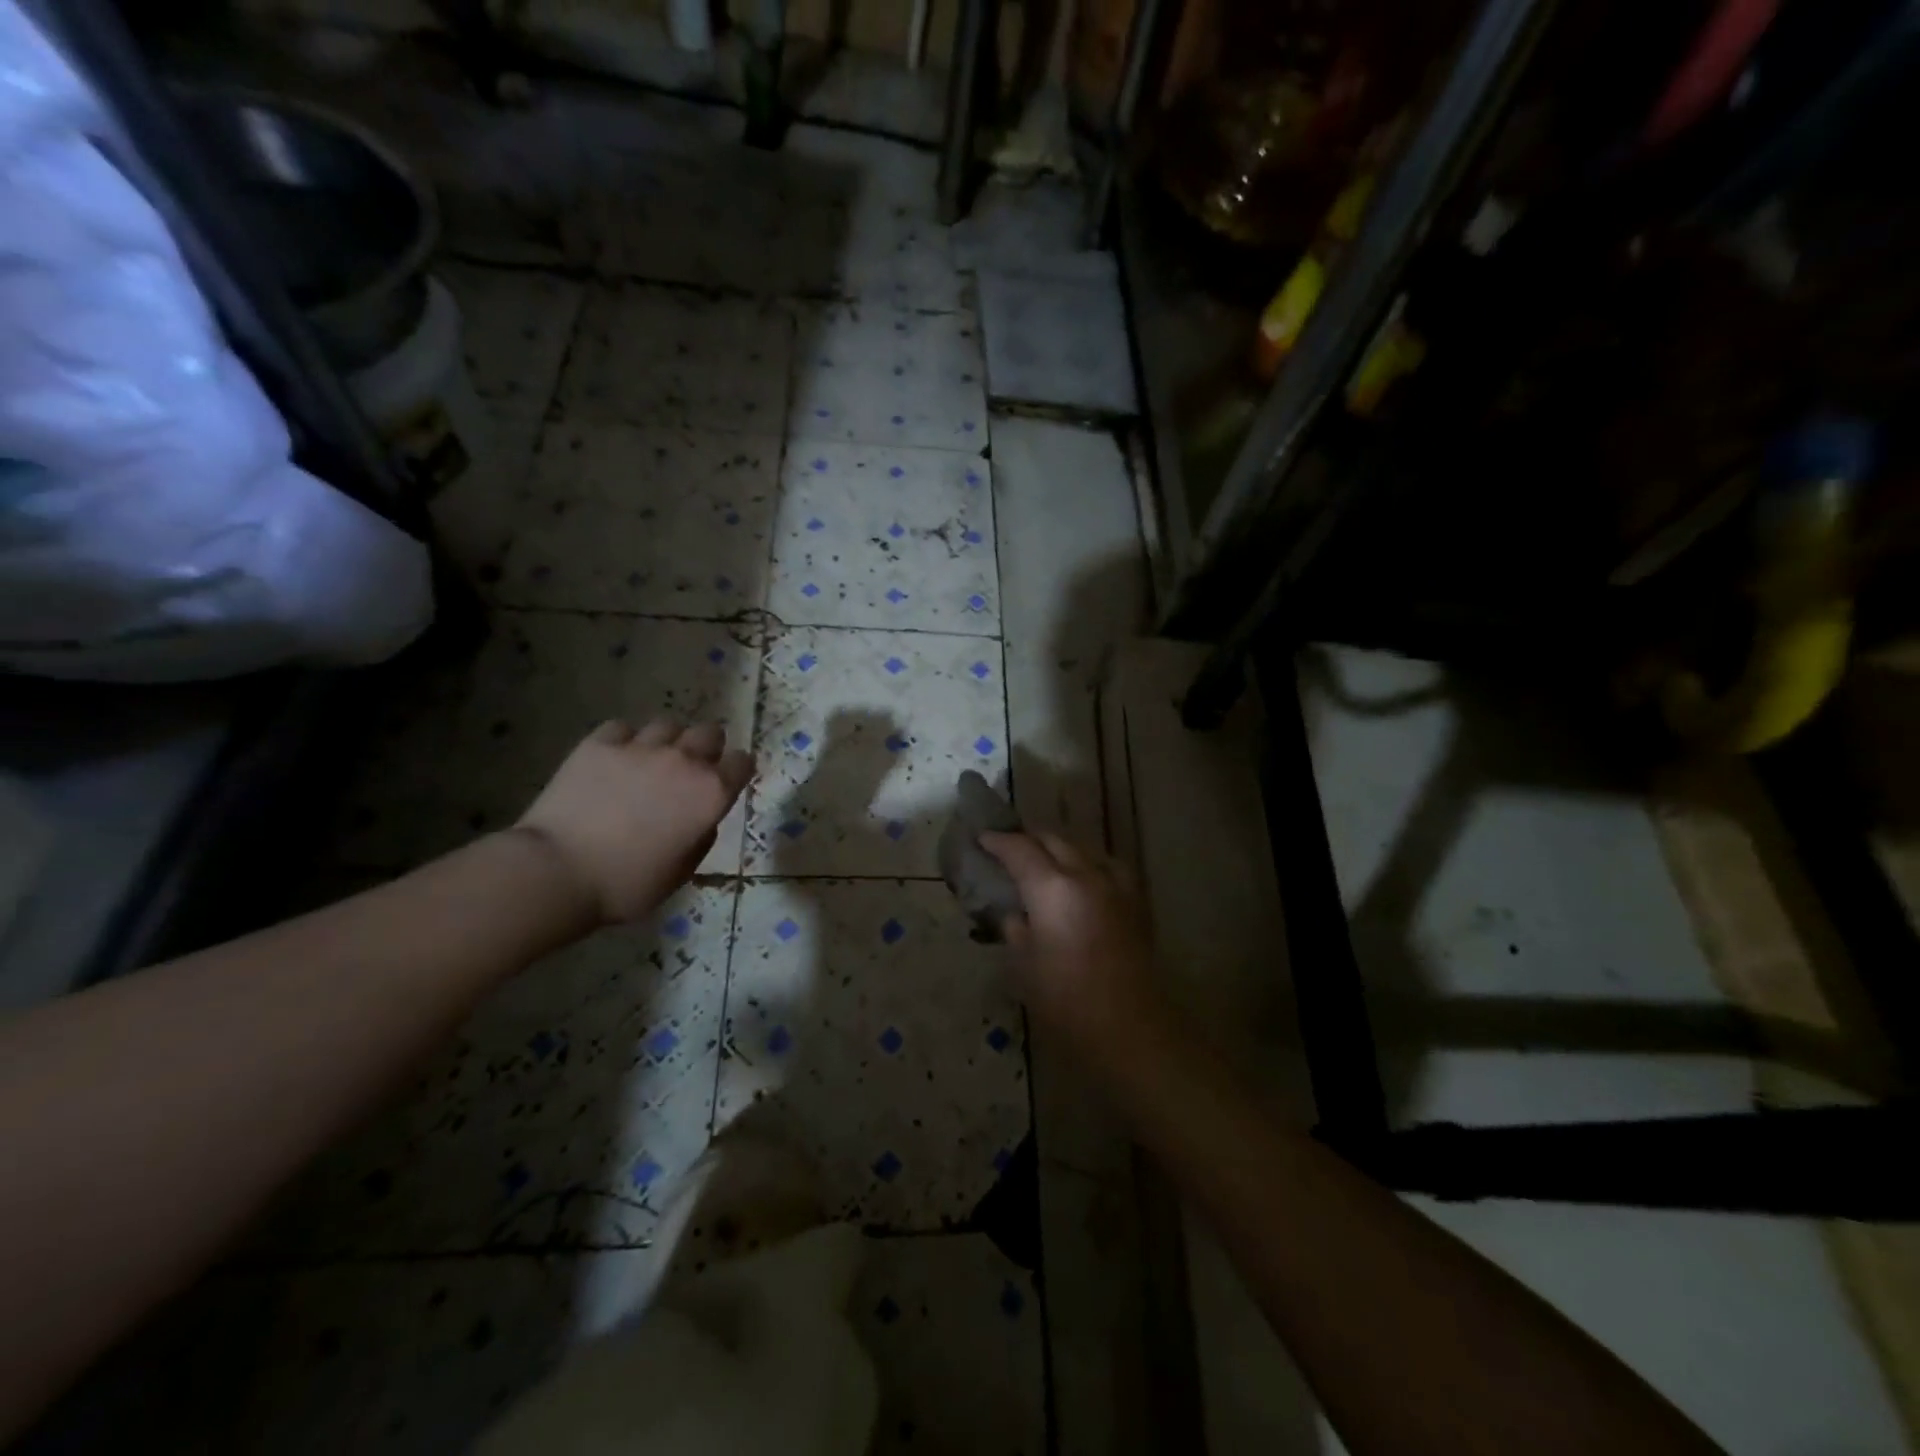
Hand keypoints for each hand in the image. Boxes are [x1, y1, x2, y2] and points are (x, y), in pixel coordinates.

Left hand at [516, 720, 752, 923]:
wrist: (559, 871)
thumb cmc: (627, 884)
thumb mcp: (682, 871)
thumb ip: (702, 835)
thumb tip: (701, 817)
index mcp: (711, 793)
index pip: (743, 762)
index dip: (737, 771)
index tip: (728, 781)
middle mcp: (684, 761)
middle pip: (710, 732)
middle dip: (707, 748)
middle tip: (691, 769)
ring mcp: (641, 747)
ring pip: (669, 725)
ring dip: (667, 741)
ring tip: (651, 760)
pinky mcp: (600, 743)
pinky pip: (623, 729)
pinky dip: (624, 741)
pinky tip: (614, 760)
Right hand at [979, 831, 1165, 1059]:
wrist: (1130, 1029)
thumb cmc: (1066, 1002)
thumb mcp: (1024, 967)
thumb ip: (1016, 930)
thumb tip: (1014, 914)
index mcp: (1052, 888)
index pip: (1019, 850)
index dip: (998, 842)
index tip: (982, 839)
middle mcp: (1085, 874)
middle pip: (1054, 840)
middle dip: (1029, 840)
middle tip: (1009, 849)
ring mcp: (1115, 885)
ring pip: (1083, 849)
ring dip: (1060, 848)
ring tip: (1044, 860)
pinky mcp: (1136, 901)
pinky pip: (1107, 866)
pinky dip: (1088, 864)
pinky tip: (1084, 879)